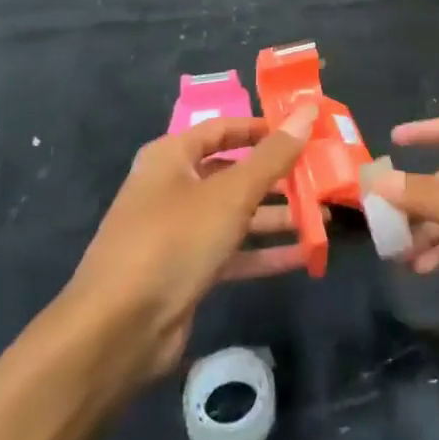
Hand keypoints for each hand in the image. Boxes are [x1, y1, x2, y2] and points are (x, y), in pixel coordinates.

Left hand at [59, 104, 317, 387]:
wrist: (116, 330)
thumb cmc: (173, 240)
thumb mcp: (230, 194)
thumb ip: (273, 155)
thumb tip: (307, 110)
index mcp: (172, 157)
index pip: (223, 128)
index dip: (262, 129)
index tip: (303, 132)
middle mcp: (172, 188)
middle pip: (233, 173)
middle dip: (277, 177)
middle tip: (321, 177)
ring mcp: (178, 232)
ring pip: (235, 215)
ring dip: (276, 217)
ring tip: (322, 218)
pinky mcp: (186, 271)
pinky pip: (232, 252)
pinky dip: (264, 252)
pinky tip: (303, 255)